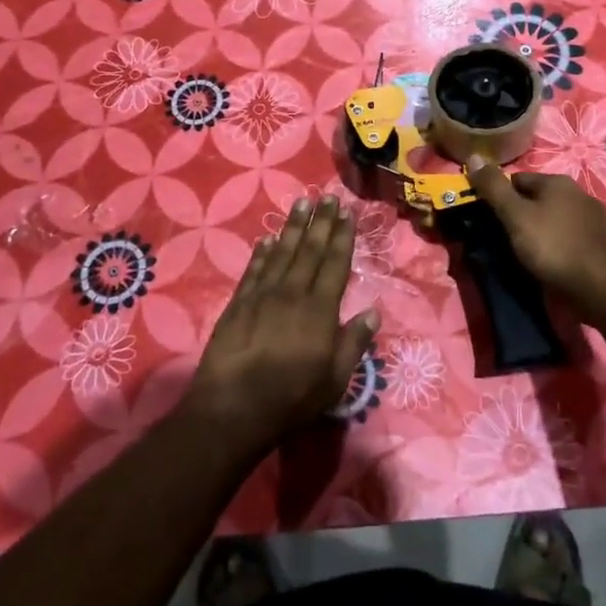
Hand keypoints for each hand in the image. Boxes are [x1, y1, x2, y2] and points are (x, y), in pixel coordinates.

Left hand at [184, 196, 377, 455]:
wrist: (233, 408)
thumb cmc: (292, 399)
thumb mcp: (335, 380)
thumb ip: (354, 343)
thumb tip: (373, 311)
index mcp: (320, 309)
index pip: (335, 263)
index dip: (342, 237)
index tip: (347, 213)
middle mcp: (293, 293)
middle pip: (310, 250)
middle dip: (321, 222)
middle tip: (327, 197)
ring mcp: (263, 295)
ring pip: (282, 253)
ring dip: (293, 227)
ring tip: (301, 204)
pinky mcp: (238, 303)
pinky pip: (254, 270)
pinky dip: (262, 253)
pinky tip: (268, 240)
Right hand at [465, 157, 605, 320]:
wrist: (599, 287)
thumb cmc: (553, 246)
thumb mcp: (516, 216)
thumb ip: (494, 188)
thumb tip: (473, 156)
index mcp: (558, 181)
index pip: (517, 179)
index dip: (499, 198)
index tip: (489, 220)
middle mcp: (578, 193)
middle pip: (535, 199)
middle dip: (518, 214)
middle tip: (503, 238)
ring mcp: (591, 218)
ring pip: (552, 218)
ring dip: (537, 230)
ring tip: (523, 253)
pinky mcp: (598, 242)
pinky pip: (566, 236)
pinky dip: (554, 244)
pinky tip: (547, 261)